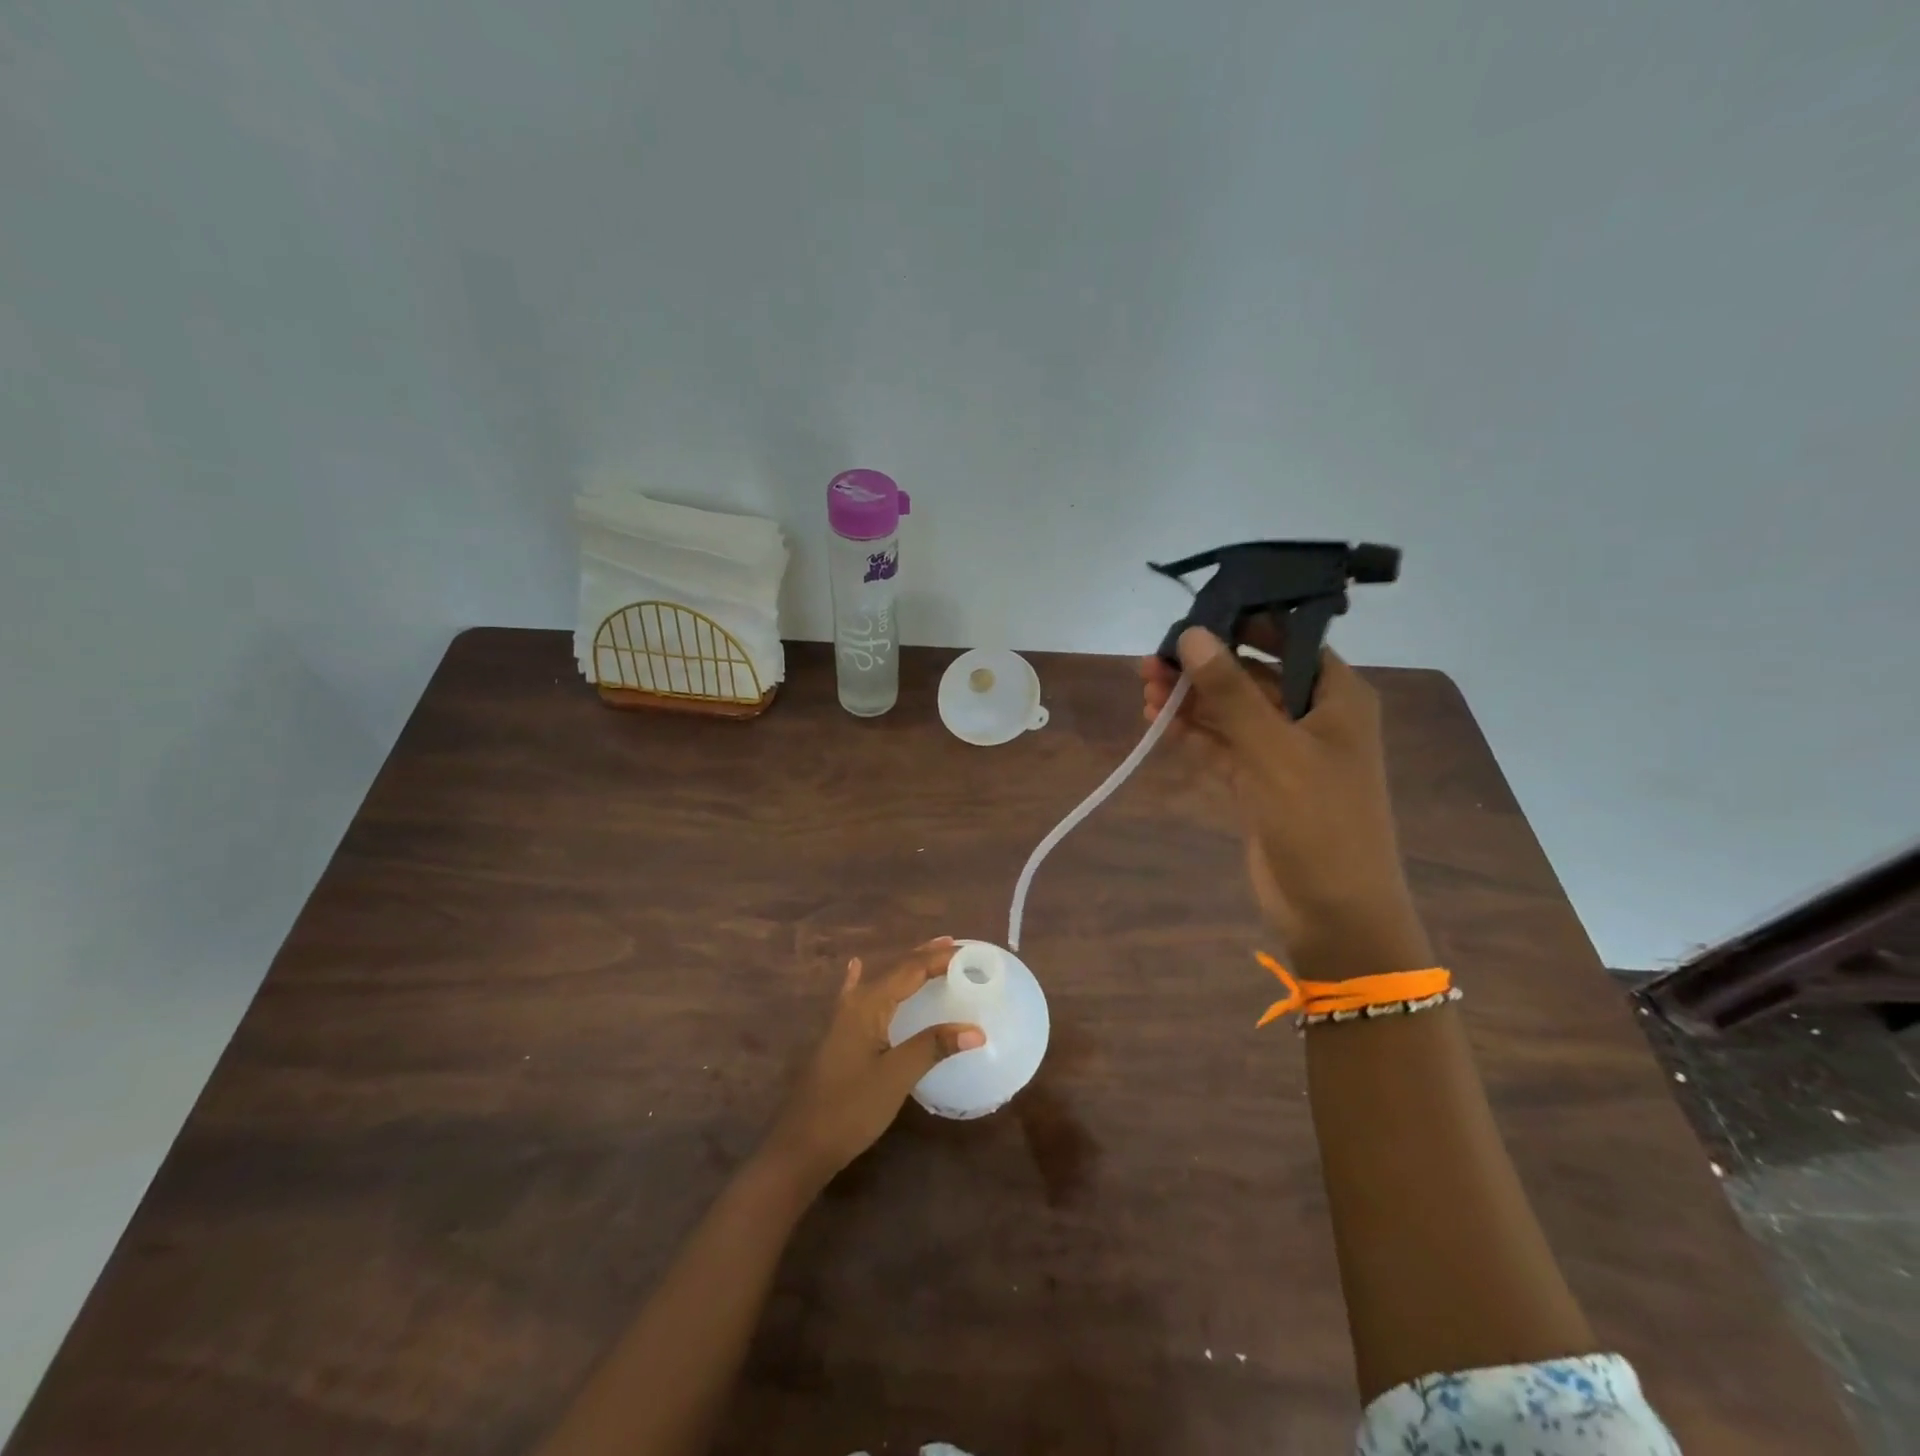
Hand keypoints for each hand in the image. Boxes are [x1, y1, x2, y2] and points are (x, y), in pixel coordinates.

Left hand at [761, 938, 984, 1191]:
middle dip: (924, 956)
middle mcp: (855, 1003)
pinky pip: (857, 996)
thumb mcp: (896, 1076)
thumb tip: (977, 1029)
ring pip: (880, 981)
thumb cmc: (851, 1108)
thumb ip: (933, 1047)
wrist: (801, 1145)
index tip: (969, 952)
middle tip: (955, 946)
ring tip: (929, 955)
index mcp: (869, 1004)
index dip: (939, 958)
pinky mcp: (839, 1037)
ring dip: (906, 968)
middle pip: (895, 970)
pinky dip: (864, 979)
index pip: (910, 969)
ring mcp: (843, 1019)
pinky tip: (856, 967)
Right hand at [1140, 628, 1432, 981]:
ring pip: (1232, 713)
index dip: (1242, 625)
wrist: (1335, 912)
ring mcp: (1284, 752)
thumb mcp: (1274, 750)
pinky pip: (1222, 746)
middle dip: (1204, 667)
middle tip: (1152, 659)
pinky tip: (1157, 721)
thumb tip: (1192, 635)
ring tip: (1144, 686)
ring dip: (1191, 700)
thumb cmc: (1320, 821)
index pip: (1288, 641)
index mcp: (1337, 696)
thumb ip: (1230, 692)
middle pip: (1252, 676)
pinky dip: (1193, 734)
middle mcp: (1313, 717)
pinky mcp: (1260, 783)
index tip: (1193, 616)